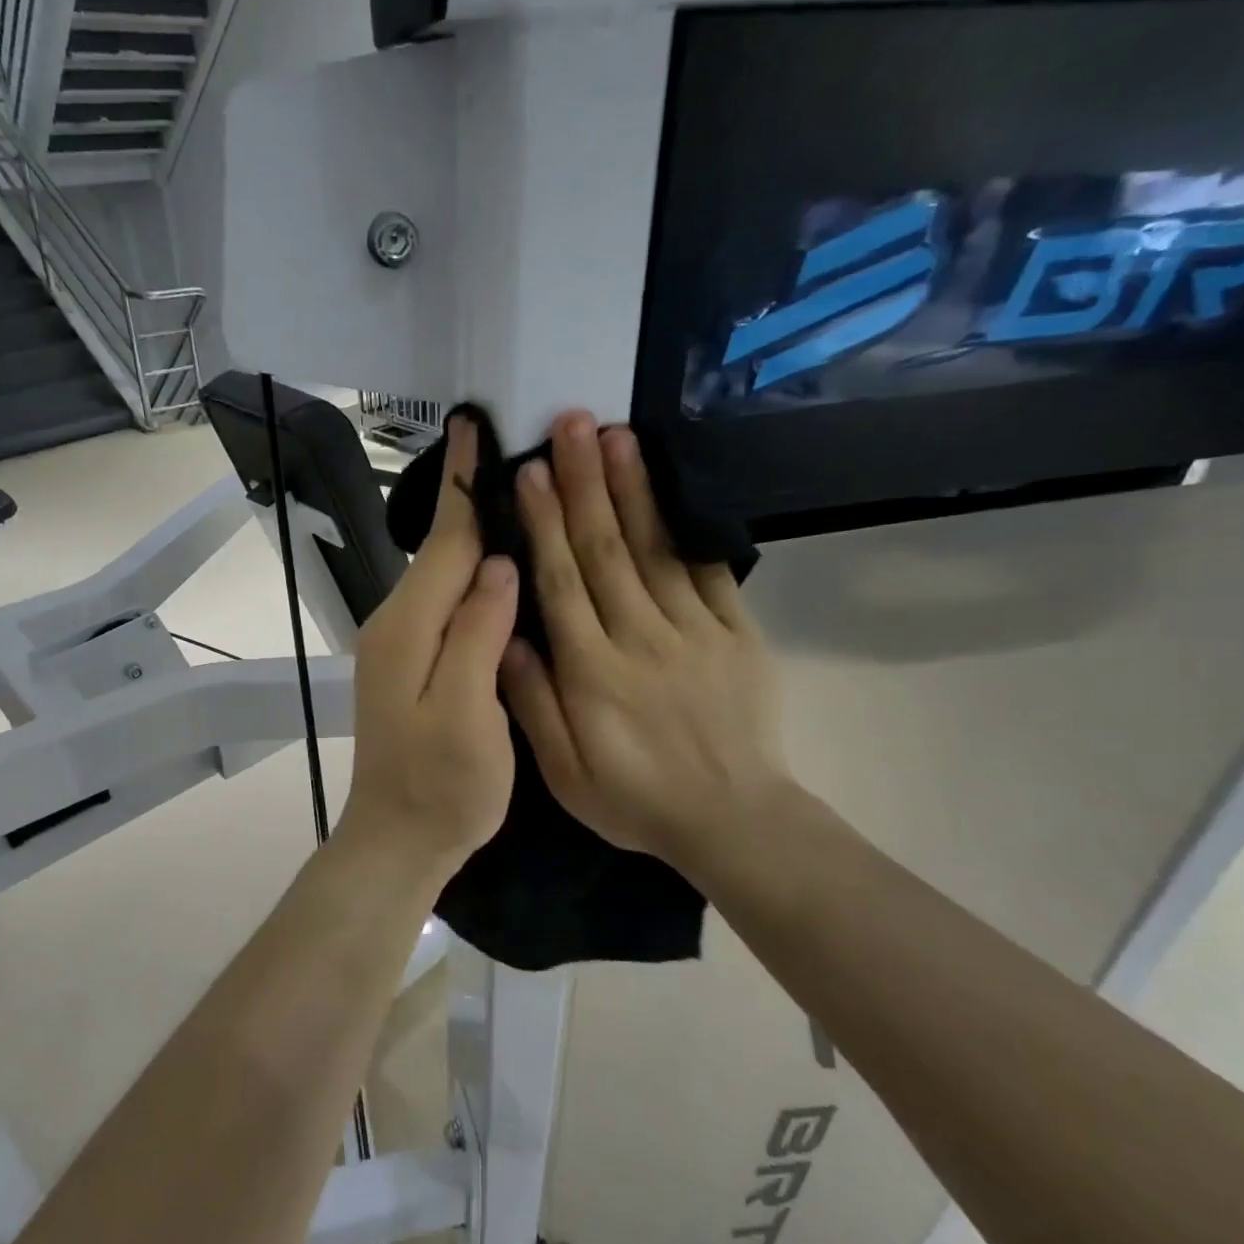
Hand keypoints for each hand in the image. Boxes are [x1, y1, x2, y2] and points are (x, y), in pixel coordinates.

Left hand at [340, 416, 518, 877]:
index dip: (465, 482)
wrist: (398, 839)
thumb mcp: (467, 713)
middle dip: (473, 497)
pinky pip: (444, 601)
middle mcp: (397, 622)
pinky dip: (471, 573)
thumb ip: (477, 634)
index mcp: (409, 627)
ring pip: (443, 573)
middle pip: (442, 549)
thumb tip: (499, 565)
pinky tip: (500, 568)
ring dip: (475, 533)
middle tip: (515, 449)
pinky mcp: (410, 661)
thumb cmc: (441, 787)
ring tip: (518, 494)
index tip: (471, 423)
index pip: (446, 540)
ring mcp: (399, 642)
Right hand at [500, 412, 792, 869]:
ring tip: (615, 436)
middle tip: (570, 423)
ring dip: (633, 489)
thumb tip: (507, 637)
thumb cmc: (635, 798)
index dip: (544, 523)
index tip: (529, 472)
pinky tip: (674, 490)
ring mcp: (695, 631)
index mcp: (593, 671)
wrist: (733, 820)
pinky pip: (711, 573)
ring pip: (655, 549)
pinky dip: (689, 528)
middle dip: (584, 482)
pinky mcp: (736, 634)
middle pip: (607, 549)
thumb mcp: (564, 773)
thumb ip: (532, 703)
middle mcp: (641, 638)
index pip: (563, 582)